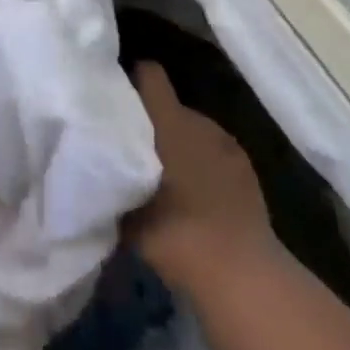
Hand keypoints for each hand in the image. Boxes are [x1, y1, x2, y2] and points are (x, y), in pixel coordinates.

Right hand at [128, 61, 274, 291]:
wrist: (242, 273)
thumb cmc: (179, 235)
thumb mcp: (130, 217)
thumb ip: (116, 185)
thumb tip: (103, 174)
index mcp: (170, 122)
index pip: (151, 76)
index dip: (134, 80)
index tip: (117, 98)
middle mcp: (199, 121)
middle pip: (171, 107)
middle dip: (155, 124)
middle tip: (138, 153)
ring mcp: (226, 143)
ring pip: (194, 130)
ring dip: (181, 145)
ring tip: (169, 178)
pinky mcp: (246, 167)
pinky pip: (215, 152)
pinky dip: (204, 164)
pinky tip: (199, 196)